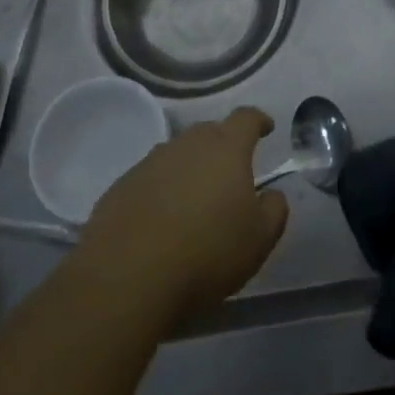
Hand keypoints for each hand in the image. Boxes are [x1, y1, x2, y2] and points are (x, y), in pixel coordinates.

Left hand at [76, 107, 288, 322]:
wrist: (128, 276)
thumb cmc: (207, 252)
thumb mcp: (259, 239)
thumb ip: (274, 210)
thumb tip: (272, 194)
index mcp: (225, 148)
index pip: (246, 118)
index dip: (258, 121)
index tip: (266, 128)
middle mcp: (186, 144)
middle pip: (209, 132)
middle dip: (223, 146)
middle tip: (231, 171)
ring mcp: (149, 163)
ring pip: (177, 155)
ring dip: (190, 168)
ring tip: (195, 198)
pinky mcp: (121, 186)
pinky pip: (150, 179)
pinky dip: (161, 190)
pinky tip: (162, 220)